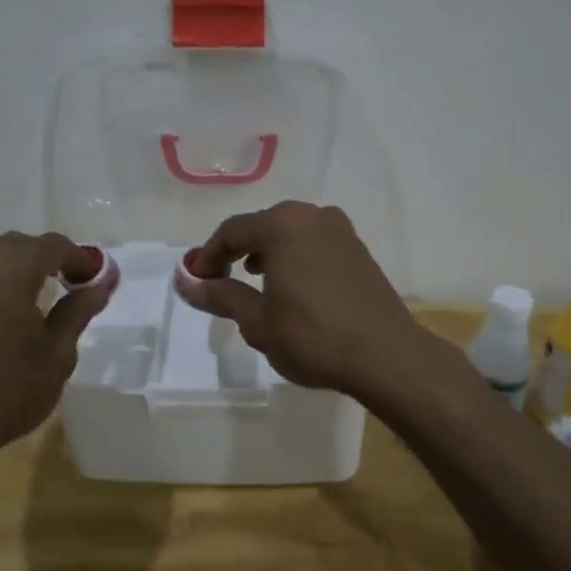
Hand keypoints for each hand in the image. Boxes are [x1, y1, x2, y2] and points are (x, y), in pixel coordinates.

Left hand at [0, 232, 112, 467]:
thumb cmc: (6, 391)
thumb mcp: (57, 354)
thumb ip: (79, 310)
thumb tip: (101, 283)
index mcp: (10, 266)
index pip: (54, 245)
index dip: (80, 260)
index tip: (95, 281)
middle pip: (16, 246)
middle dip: (43, 262)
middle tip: (64, 289)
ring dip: (6, 271)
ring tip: (20, 302)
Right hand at [173, 202, 431, 397]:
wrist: (385, 355)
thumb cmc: (312, 336)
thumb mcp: (257, 321)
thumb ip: (220, 295)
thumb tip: (184, 281)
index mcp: (282, 225)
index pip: (232, 231)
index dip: (208, 255)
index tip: (196, 281)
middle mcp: (312, 216)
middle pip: (262, 226)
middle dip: (237, 252)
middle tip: (220, 282)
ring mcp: (341, 230)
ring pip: (290, 233)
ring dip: (267, 253)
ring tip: (254, 282)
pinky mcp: (359, 249)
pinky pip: (314, 243)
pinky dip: (294, 257)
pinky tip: (293, 287)